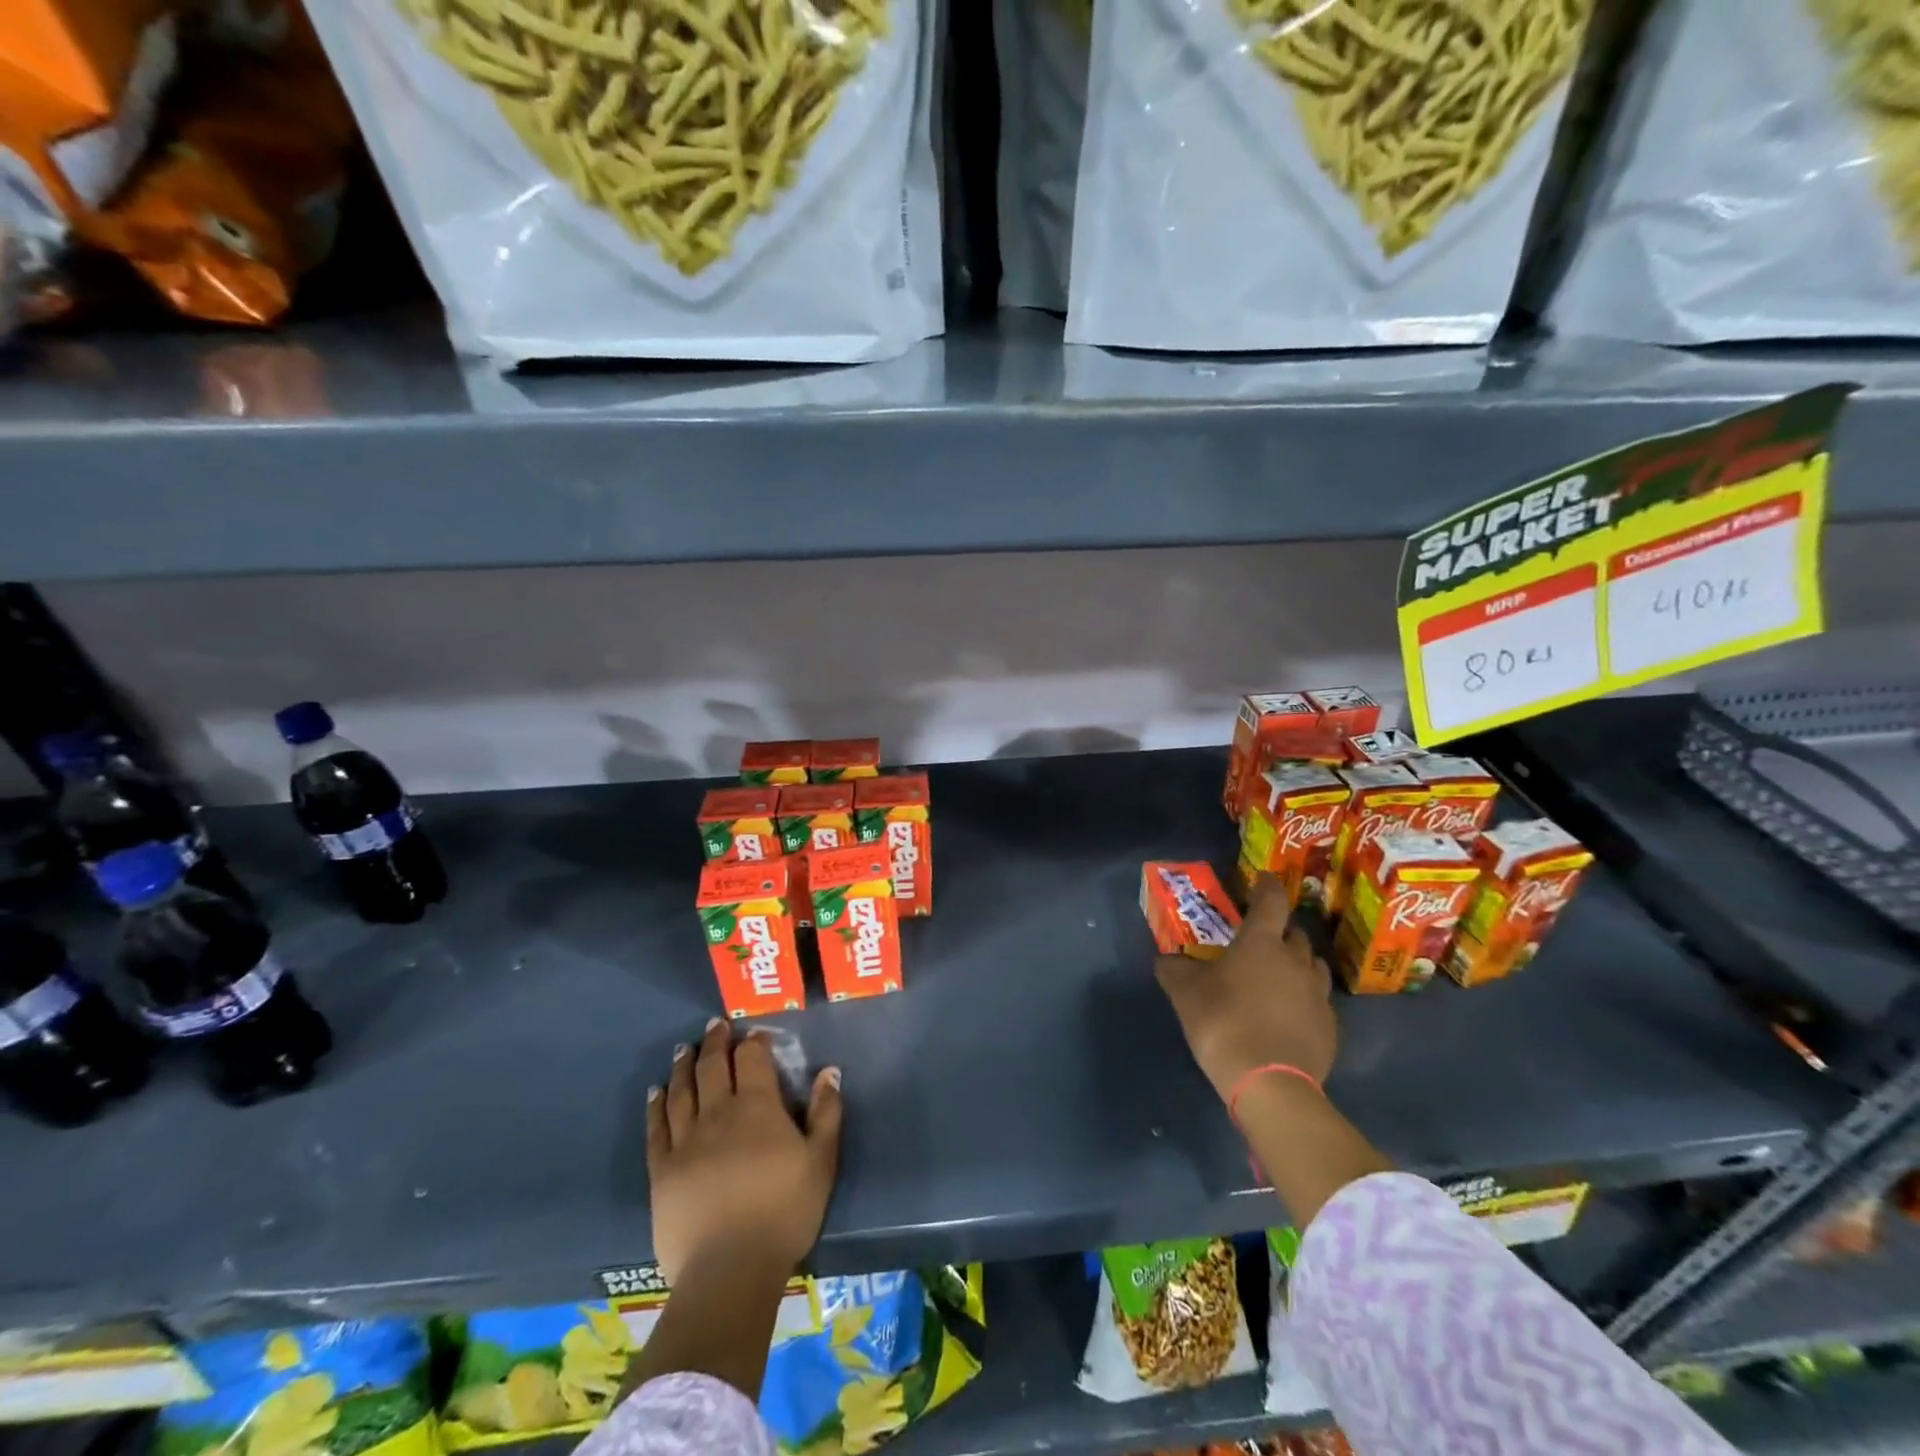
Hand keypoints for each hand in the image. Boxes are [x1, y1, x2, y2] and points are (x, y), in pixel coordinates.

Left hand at [647, 1019, 843, 1285]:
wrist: (729, 1270)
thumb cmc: (784, 1212)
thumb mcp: (821, 1161)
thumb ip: (826, 1112)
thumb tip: (829, 1070)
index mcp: (758, 1107)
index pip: (752, 1059)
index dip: (753, 1042)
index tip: (753, 1033)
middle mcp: (718, 1113)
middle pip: (713, 1067)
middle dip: (714, 1043)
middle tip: (713, 1026)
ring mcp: (685, 1141)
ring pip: (682, 1091)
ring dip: (683, 1066)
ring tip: (683, 1050)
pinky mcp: (661, 1170)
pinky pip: (656, 1128)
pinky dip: (656, 1105)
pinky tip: (656, 1092)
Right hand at [1154, 875, 1337, 1101]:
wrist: (1269, 1083)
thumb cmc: (1223, 1023)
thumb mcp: (1184, 993)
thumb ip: (1174, 969)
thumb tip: (1165, 958)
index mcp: (1261, 942)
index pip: (1271, 900)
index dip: (1267, 885)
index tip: (1262, 878)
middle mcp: (1296, 960)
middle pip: (1296, 933)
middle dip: (1281, 930)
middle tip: (1262, 937)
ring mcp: (1318, 994)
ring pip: (1313, 965)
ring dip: (1298, 962)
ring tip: (1280, 974)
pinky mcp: (1330, 1027)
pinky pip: (1318, 1001)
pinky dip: (1304, 999)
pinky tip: (1288, 1014)